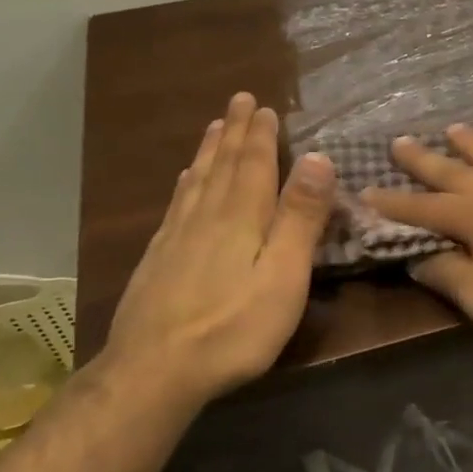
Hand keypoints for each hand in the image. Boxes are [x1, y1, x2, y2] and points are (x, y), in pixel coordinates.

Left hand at [100, 93, 334, 412]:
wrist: (154, 371)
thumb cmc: (234, 327)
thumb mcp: (284, 275)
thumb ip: (300, 217)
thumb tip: (318, 157)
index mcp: (241, 217)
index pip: (253, 165)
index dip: (260, 135)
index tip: (263, 106)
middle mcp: (206, 216)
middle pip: (222, 165)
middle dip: (234, 131)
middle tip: (239, 100)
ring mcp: (176, 237)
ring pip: (196, 181)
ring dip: (209, 150)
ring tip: (214, 127)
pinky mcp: (158, 260)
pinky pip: (176, 205)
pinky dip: (185, 183)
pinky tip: (184, 181)